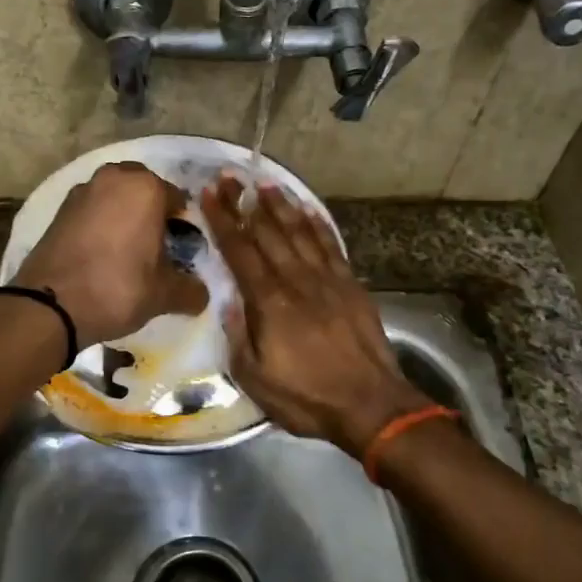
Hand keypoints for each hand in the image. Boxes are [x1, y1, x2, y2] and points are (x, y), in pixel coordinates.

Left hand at [14, 162, 208, 346]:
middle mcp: (114, 178)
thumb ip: (190, 290)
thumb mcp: (163, 295)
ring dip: (124, 214)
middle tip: (156, 246)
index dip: (183, 225)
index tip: (182, 250)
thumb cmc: (118, 288)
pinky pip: (92, 209)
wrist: (51, 304)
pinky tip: (102, 252)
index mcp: (146, 188)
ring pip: (115, 196)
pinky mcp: (60, 209)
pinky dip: (100, 222)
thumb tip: (201, 294)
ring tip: (128, 250)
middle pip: (144, 189)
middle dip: (152, 211)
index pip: (178, 199)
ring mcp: (83, 191)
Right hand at [200, 174, 430, 454]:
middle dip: (245, 202)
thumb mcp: (255, 378)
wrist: (371, 406)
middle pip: (267, 232)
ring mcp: (328, 280)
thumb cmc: (307, 397)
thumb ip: (239, 337)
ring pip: (300, 232)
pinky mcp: (351, 286)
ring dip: (281, 206)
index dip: (223, 219)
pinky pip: (331, 246)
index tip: (209, 193)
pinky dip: (318, 224)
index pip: (240, 251)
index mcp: (269, 301)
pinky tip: (308, 210)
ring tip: (265, 184)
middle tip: (230, 176)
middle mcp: (297, 280)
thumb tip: (230, 304)